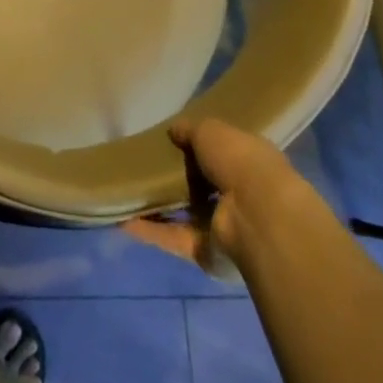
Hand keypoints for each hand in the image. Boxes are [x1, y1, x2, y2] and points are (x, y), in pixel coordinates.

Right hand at [123, 118, 299, 280]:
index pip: (222, 154)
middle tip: (143, 166)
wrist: (259, 218)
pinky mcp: (208, 252)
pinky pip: (174, 238)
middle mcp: (240, 196)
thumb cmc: (240, 162)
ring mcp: (225, 227)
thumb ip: (190, 130)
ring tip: (126, 193)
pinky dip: (150, 231)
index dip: (199, 147)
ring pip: (186, 215)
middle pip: (203, 186)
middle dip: (177, 179)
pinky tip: (122, 220)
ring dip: (159, 207)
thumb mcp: (211, 131)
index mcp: (249, 163)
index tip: (171, 141)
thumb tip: (173, 130)